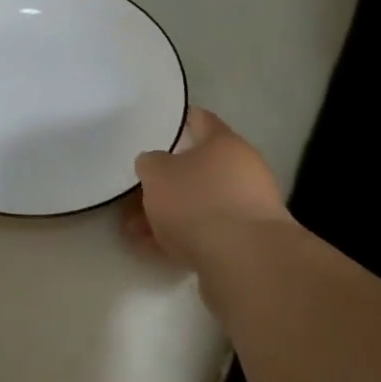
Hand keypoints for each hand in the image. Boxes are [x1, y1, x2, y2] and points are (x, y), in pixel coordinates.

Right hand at [122, 108, 291, 268]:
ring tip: (133, 230)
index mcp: (225, 143)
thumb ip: (151, 164)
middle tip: (134, 194)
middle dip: (164, 183)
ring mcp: (247, 208)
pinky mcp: (246, 243)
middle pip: (197, 169)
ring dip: (167, 215)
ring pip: (198, 204)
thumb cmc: (198, 202)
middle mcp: (242, 170)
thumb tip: (156, 164)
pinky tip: (152, 249)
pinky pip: (205, 232)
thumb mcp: (158, 174)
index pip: (201, 120)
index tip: (160, 125)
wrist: (244, 261)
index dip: (180, 120)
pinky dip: (180, 237)